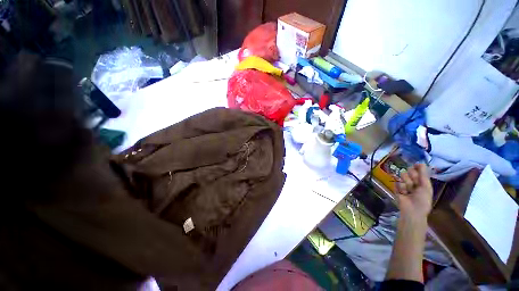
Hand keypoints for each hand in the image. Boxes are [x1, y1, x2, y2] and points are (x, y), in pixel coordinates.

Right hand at [395, 164, 432, 218]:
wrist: (412, 211)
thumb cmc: (422, 199)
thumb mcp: (426, 186)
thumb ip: (423, 174)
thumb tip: (420, 162)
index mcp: (422, 182)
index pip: (418, 170)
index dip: (417, 168)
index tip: (415, 166)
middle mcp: (414, 182)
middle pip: (409, 172)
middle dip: (411, 176)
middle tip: (414, 184)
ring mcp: (404, 185)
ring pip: (402, 177)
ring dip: (406, 183)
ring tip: (408, 191)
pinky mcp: (397, 189)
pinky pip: (397, 183)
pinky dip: (400, 188)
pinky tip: (403, 193)